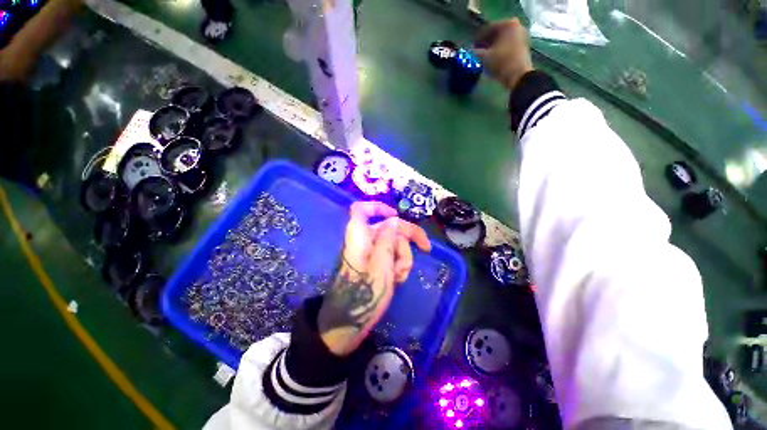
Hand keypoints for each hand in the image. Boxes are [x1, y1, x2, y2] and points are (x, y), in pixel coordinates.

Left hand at [318, 202, 431, 355]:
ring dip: (403, 259)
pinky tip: (396, 280)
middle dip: (406, 240)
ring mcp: (371, 252)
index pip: (361, 209)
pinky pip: (392, 257)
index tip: (396, 216)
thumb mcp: (381, 263)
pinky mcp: (376, 263)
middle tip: (426, 248)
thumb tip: (394, 221)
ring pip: (394, 244)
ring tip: (398, 275)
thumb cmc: (365, 292)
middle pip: (389, 227)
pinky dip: (398, 266)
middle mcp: (365, 240)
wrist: (351, 321)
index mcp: (360, 235)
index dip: (378, 207)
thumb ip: (388, 239)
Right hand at [475, 18, 533, 90]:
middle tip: (478, 51)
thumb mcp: (484, 57)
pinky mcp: (524, 46)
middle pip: (497, 33)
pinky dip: (501, 50)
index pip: (488, 29)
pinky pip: (508, 45)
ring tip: (485, 56)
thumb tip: (469, 51)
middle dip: (487, 42)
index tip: (472, 47)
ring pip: (503, 39)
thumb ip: (475, 52)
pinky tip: (494, 58)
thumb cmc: (501, 62)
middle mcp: (516, 26)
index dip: (478, 39)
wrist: (518, 75)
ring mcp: (522, 35)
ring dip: (493, 46)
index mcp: (507, 24)